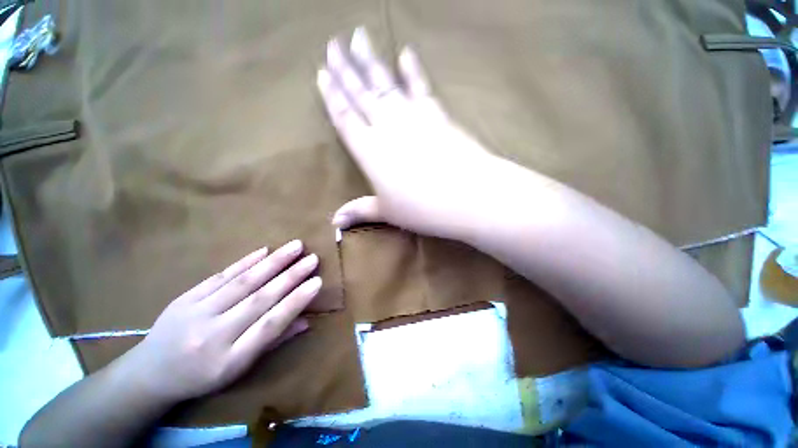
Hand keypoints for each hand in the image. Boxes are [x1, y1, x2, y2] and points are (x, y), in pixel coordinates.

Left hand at [122, 240, 321, 403]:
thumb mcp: (239, 370)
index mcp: (230, 360)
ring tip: (296, 246)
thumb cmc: (202, 376)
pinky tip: (264, 250)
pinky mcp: (185, 298)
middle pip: (259, 300)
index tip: (316, 283)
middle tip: (312, 258)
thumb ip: (274, 342)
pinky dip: (245, 262)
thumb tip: (307, 320)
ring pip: (242, 283)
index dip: (295, 302)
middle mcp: (213, 336)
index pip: (270, 326)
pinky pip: (220, 276)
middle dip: (290, 276)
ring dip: (273, 262)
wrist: (150, 373)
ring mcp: (196, 314)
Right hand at [317, 28, 501, 239]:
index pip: (344, 118)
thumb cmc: (422, 209)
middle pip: (360, 93)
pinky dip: (413, 70)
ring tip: (359, 36)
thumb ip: (359, 211)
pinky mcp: (437, 115)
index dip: (332, 96)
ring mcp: (413, 117)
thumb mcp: (387, 212)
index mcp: (370, 151)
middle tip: (332, 44)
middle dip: (345, 69)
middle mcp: (387, 127)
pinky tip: (406, 52)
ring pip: (386, 83)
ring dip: (371, 60)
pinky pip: (421, 87)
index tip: (322, 73)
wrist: (467, 196)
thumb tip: (333, 222)